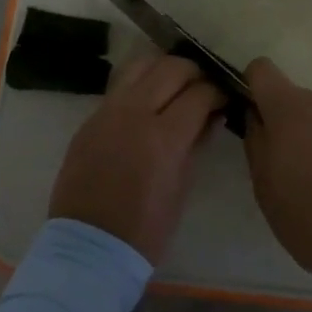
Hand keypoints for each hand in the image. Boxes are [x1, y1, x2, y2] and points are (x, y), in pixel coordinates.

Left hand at [49, 53, 224, 262]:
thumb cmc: (145, 229)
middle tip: (203, 87)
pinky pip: (119, 85)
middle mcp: (134, 113)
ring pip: (141, 64)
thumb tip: (211, 117)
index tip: (224, 97)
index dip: (217, 92)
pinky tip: (148, 99)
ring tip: (174, 84)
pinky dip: (139, 83)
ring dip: (163, 68)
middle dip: (194, 72)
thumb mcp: (181, 188)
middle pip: (171, 68)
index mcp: (163, 137)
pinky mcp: (90, 117)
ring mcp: (108, 111)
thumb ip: (196, 144)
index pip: (199, 93)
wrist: (88, 247)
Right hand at [243, 59, 311, 284]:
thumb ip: (257, 142)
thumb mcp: (265, 187)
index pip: (262, 70)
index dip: (255, 88)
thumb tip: (258, 118)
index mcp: (289, 109)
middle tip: (300, 173)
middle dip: (296, 128)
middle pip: (301, 102)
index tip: (258, 118)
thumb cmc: (311, 216)